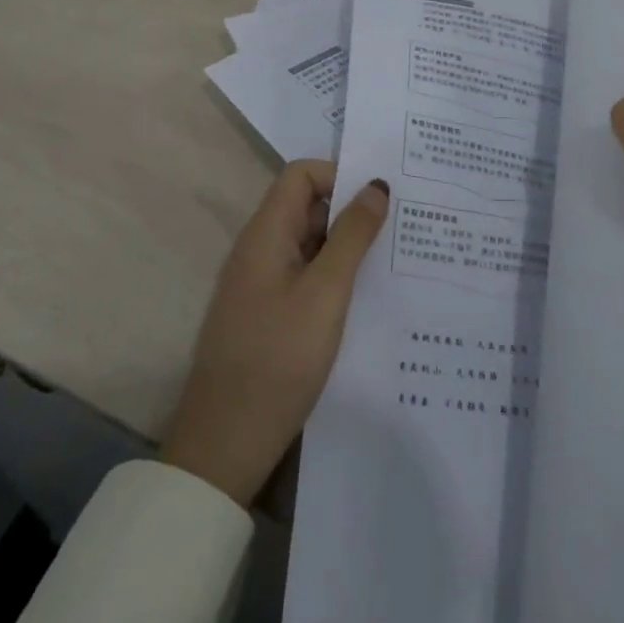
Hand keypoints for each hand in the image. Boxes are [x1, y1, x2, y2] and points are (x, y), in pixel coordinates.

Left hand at [161, 160, 389, 506]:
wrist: (224, 447)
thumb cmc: (277, 360)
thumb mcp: (326, 293)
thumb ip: (352, 235)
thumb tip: (376, 186)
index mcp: (266, 234)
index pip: (301, 175)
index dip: (340, 175)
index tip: (379, 198)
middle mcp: (259, 249)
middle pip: (306, 206)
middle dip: (350, 210)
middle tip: (399, 226)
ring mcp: (259, 284)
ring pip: (308, 243)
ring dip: (345, 246)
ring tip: (392, 259)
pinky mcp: (265, 314)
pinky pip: (304, 275)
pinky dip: (333, 275)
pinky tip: (364, 297)